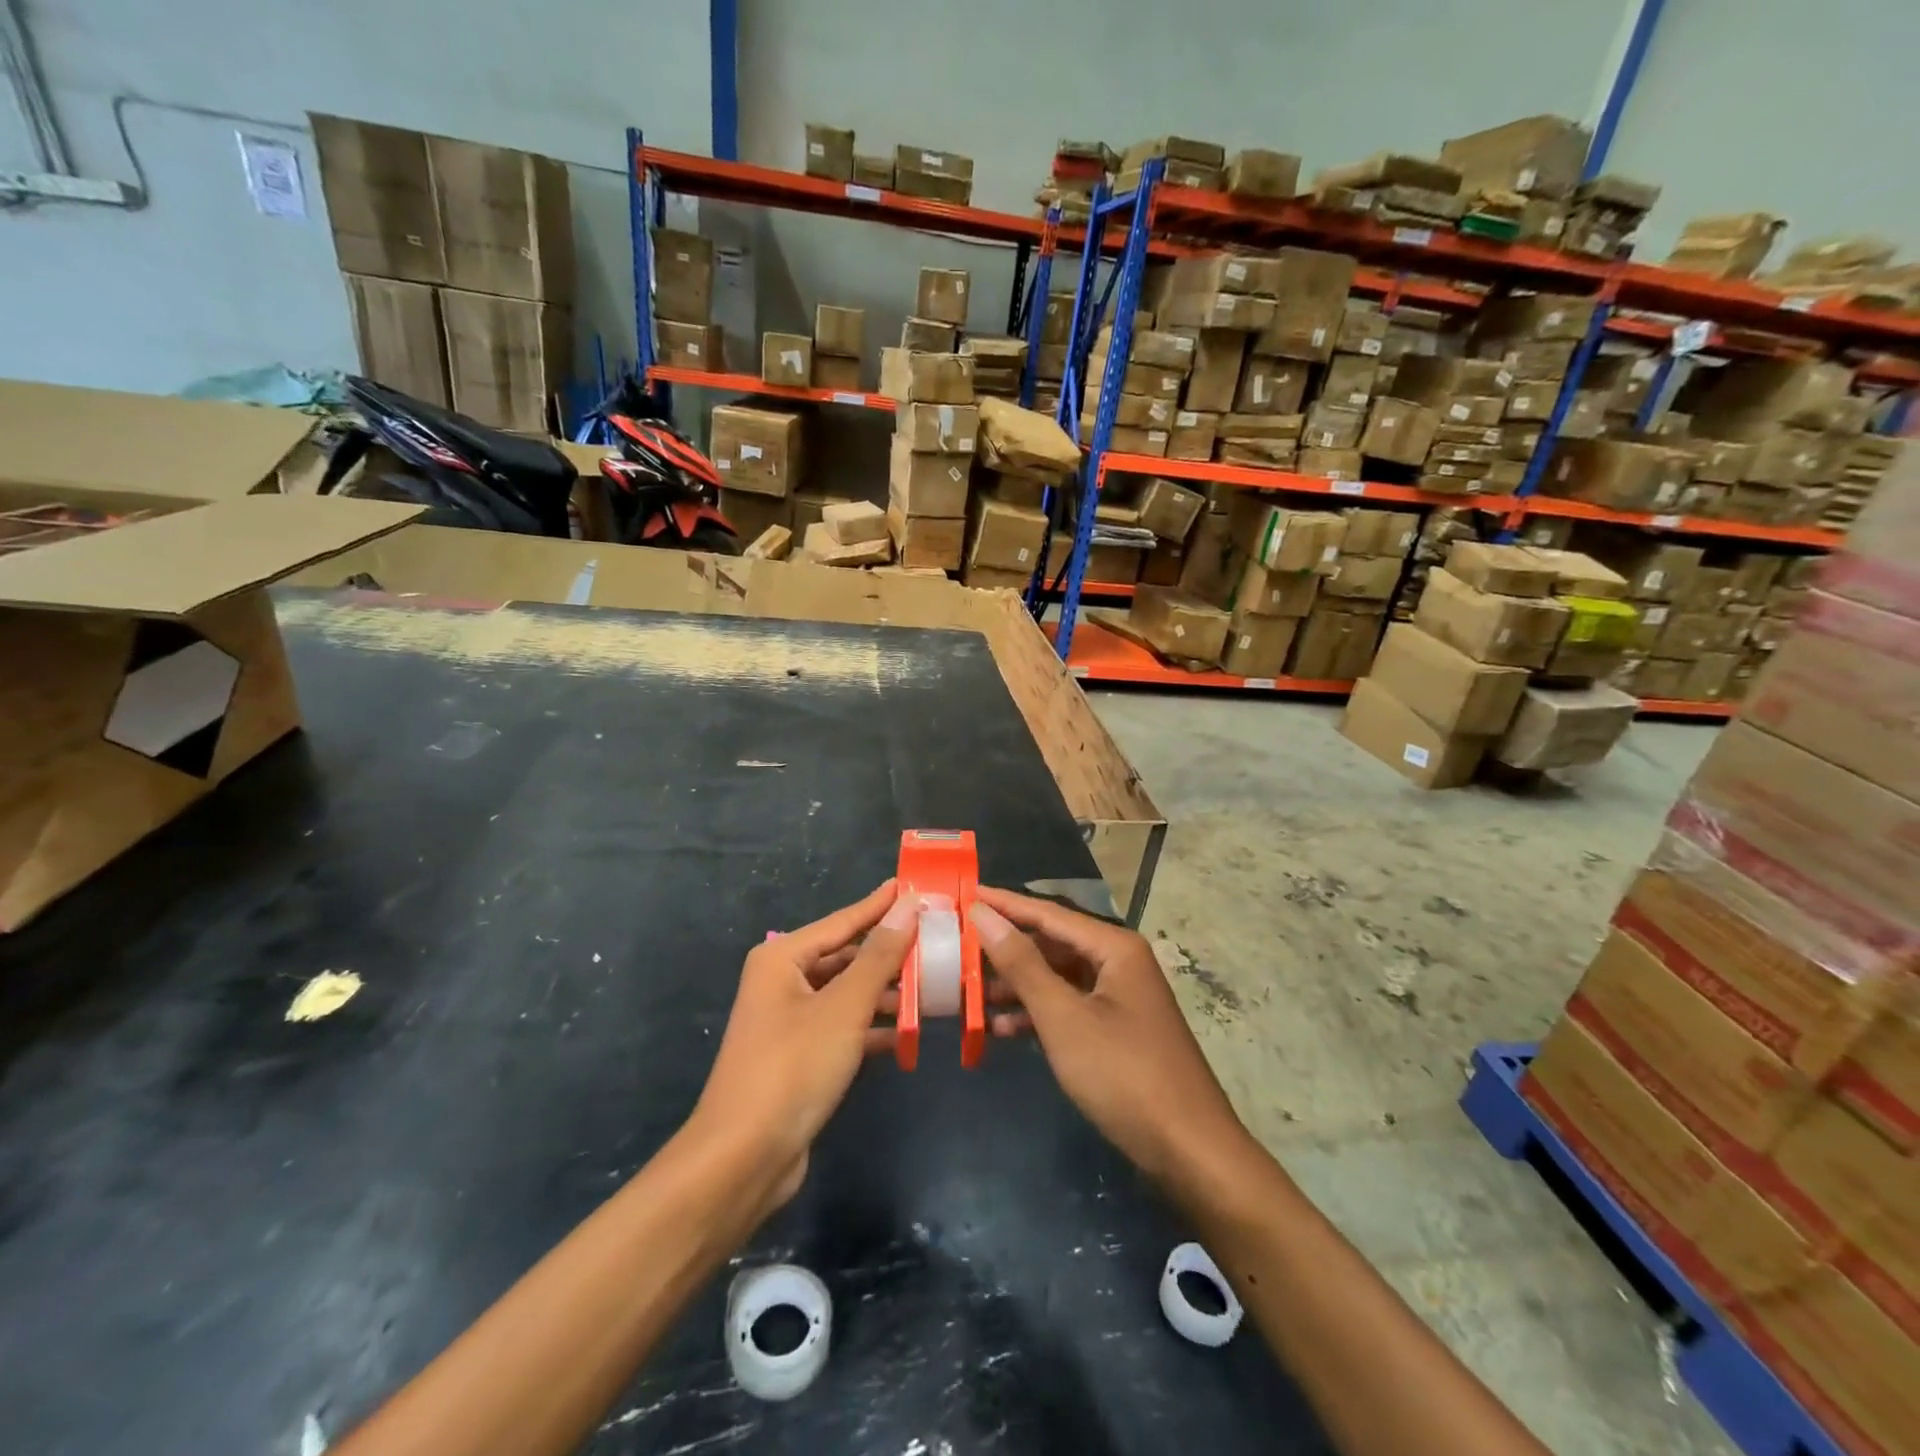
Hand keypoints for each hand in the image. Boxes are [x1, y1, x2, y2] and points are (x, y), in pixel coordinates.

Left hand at [690, 882, 915, 1212]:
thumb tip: (908, 905)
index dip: (881, 905)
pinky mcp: (801, 1056)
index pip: (843, 921)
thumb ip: (879, 955)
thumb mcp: (844, 1007)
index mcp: (783, 959)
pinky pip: (844, 1027)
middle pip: (846, 957)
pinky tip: (910, 1032)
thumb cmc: (793, 1067)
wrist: (742, 1159)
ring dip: (888, 992)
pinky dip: (874, 1028)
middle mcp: (783, 982)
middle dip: (890, 952)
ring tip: (935, 984)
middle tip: (937, 938)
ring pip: (848, 994)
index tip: (914, 885)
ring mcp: (790, 1021)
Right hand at [969, 885, 1248, 1185]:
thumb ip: (1022, 965)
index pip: (1048, 913)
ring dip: (1018, 985)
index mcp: (1114, 947)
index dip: (1005, 904)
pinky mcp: (1117, 1029)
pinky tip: (1002, 1029)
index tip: (966, 894)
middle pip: (1053, 943)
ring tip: (971, 992)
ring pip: (1058, 978)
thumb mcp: (1064, 1018)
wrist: (1190, 1151)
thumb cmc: (1124, 1074)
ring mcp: (1120, 997)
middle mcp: (1119, 962)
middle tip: (960, 945)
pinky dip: (1038, 1014)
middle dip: (1007, 948)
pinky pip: (1069, 1007)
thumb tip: (984, 915)